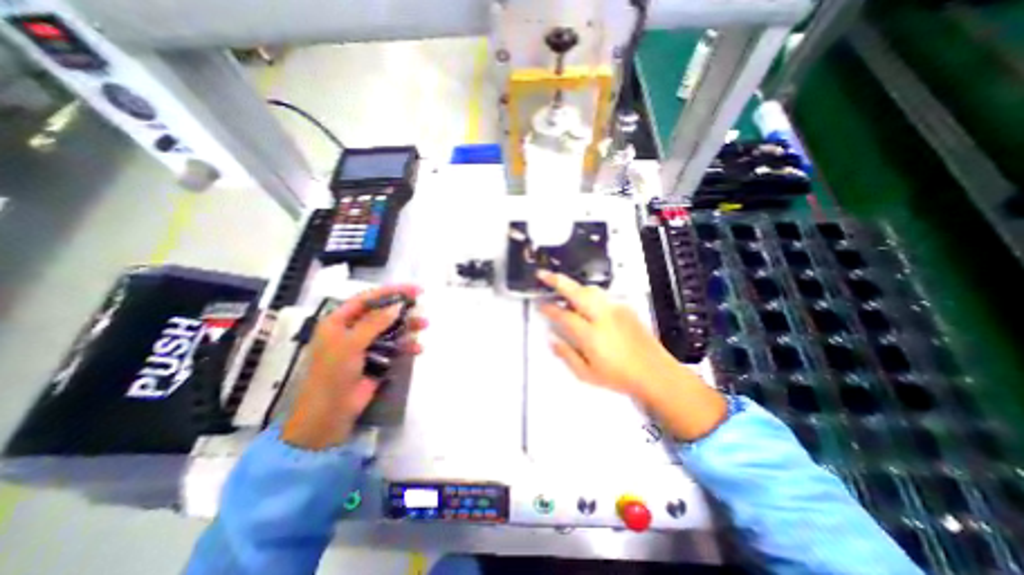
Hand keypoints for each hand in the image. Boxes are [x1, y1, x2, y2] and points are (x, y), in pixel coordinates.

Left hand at [281, 284, 427, 450]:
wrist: (329, 415)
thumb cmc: (332, 374)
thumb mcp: (350, 344)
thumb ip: (375, 323)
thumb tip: (398, 306)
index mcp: (339, 321)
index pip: (368, 298)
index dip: (391, 291)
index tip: (414, 289)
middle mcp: (353, 330)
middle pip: (382, 312)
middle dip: (402, 308)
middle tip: (421, 305)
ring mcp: (365, 345)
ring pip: (391, 329)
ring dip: (408, 327)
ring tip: (424, 325)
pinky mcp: (376, 360)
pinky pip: (395, 347)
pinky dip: (406, 347)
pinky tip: (417, 349)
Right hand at [537, 271, 726, 441]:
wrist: (655, 373)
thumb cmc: (619, 377)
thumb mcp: (587, 374)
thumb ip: (566, 355)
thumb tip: (551, 339)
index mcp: (591, 335)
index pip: (564, 315)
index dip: (549, 309)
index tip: (540, 305)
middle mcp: (602, 317)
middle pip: (576, 292)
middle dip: (557, 281)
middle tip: (543, 274)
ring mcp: (616, 309)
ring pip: (590, 289)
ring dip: (573, 285)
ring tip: (562, 288)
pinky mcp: (625, 308)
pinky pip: (602, 295)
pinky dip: (588, 293)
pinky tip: (585, 303)